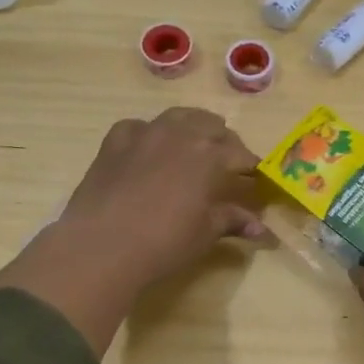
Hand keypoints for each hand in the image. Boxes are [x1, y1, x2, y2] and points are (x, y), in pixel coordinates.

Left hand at [0, 109, 270, 353]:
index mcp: (211, 156)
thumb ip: (233, 221)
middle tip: (227, 165)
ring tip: (194, 145)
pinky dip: (150, 134)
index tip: (256, 180)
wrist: (101, 246)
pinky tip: (149, 150)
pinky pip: (140, 127)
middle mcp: (182, 134)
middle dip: (225, 143)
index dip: (251, 168)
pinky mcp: (116, 140)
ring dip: (192, 127)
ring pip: (179, 117)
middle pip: (213, 127)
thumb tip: (261, 229)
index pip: (241, 155)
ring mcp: (147, 133)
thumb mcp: (205, 233)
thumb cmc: (164, 242)